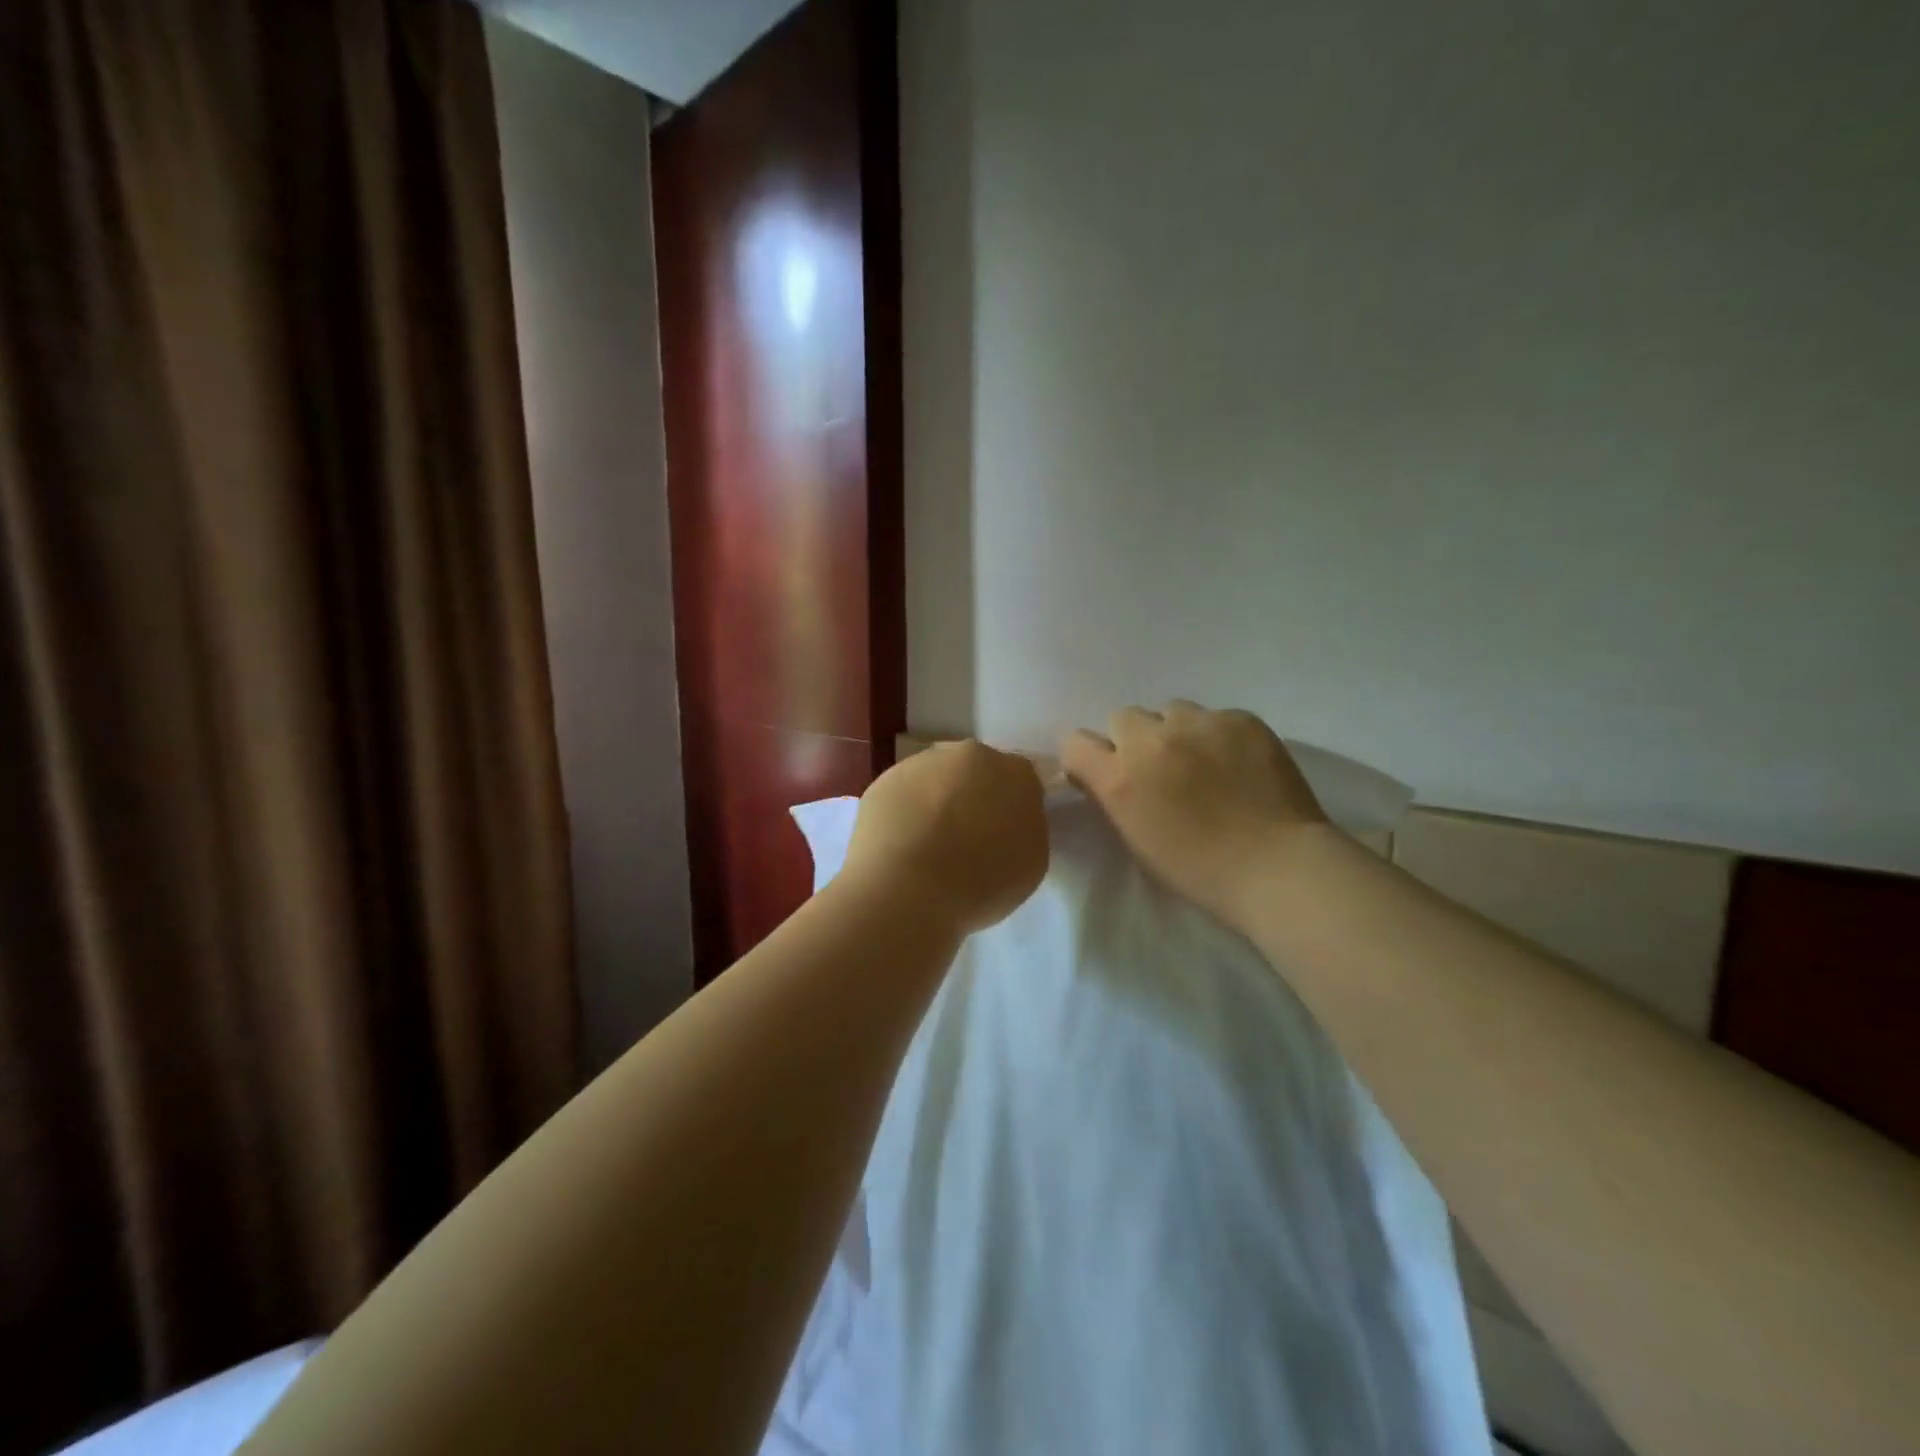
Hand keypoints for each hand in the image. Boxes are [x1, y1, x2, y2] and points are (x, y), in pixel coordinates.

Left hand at [840, 741, 1049, 934]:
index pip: (1021, 782)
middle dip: (974, 797)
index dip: (1012, 809)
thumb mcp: (1031, 862)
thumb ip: (1025, 828)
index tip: (1003, 836)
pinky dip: (904, 814)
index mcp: (1015, 772)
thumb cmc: (981, 882)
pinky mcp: (883, 780)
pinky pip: (903, 795)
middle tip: (967, 839)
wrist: (906, 890)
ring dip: (936, 802)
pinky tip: (900, 847)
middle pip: (976, 772)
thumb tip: (1007, 821)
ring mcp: (922, 764)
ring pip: (936, 779)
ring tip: (928, 847)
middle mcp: (969, 755)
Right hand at [1060, 703, 1327, 929]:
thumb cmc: (1200, 870)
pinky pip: (1215, 717)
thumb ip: (1115, 797)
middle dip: (1133, 739)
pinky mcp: (1240, 719)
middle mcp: (1151, 740)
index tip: (1102, 771)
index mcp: (1120, 778)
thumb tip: (1107, 775)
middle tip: (1159, 767)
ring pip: (1171, 711)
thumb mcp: (1137, 840)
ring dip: (1176, 731)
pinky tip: (1238, 764)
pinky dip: (1219, 735)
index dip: (1087, 756)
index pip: (1075, 742)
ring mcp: (1198, 724)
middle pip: (1123, 717)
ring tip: (1202, 760)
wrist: (1277, 867)